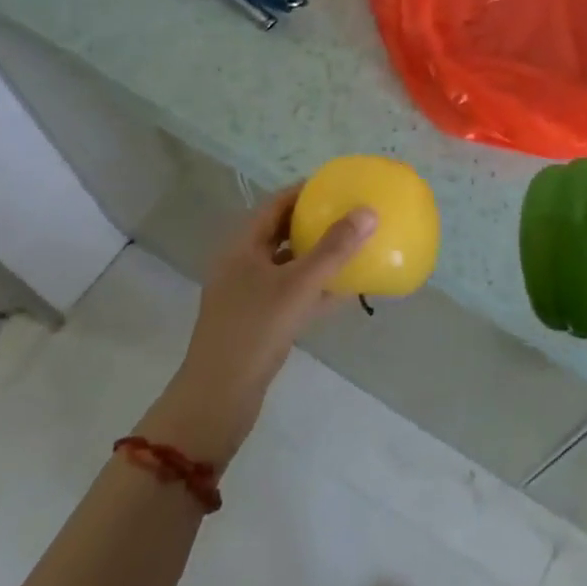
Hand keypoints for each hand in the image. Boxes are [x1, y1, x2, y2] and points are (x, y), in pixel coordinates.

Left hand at [138, 185, 374, 466]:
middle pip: (282, 232)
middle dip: (316, 223)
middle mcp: (243, 264)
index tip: (339, 185)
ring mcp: (249, 295)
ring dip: (319, 256)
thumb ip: (334, 249)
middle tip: (351, 214)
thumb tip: (369, 211)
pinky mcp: (260, 322)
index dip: (306, 192)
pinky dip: (317, 289)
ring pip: (289, 265)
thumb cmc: (254, 331)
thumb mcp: (297, 286)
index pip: (276, 204)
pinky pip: (293, 294)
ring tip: (354, 247)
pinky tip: (348, 292)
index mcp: (242, 246)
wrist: (218, 400)